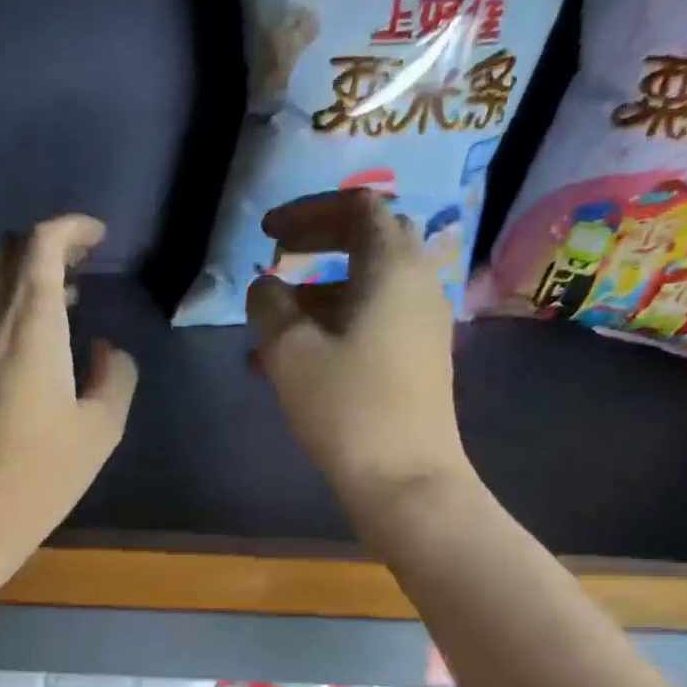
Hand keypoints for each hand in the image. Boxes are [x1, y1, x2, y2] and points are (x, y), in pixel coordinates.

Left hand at [0, 216, 138, 551]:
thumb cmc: (42, 473)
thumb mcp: (101, 428)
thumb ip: (115, 378)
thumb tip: (106, 352)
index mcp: (31, 325)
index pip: (40, 245)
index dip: (70, 229)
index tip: (97, 238)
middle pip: (5, 253)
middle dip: (42, 245)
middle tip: (79, 266)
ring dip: (21, 276)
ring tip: (62, 302)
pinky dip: (4, 308)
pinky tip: (29, 342)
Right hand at [248, 190, 472, 506]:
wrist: (404, 478)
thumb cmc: (346, 406)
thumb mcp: (290, 352)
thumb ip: (270, 305)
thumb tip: (264, 285)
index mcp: (391, 268)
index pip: (357, 208)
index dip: (308, 212)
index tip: (266, 234)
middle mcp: (416, 284)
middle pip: (368, 241)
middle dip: (316, 246)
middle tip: (274, 260)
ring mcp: (421, 324)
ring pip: (365, 288)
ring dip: (316, 294)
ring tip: (268, 327)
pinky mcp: (416, 359)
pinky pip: (370, 322)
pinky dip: (332, 325)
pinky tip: (291, 362)